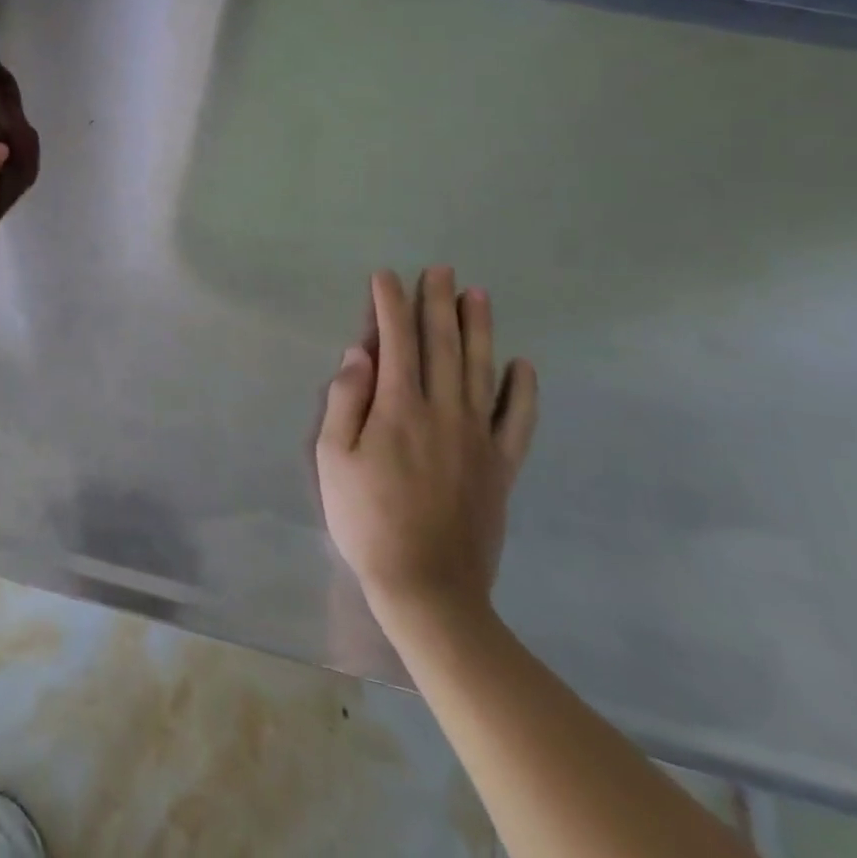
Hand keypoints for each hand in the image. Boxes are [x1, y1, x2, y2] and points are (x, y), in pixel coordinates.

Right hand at [316, 267, 538, 641]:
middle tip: (440, 270)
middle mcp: (442, 412)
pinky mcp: (500, 467)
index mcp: (397, 408)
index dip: (389, 305)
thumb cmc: (366, 520)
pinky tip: (523, 365)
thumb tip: (358, 354)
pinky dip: (522, 391)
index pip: (395, 341)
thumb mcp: (333, 459)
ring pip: (482, 371)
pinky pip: (518, 421)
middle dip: (438, 303)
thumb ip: (345, 401)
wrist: (428, 588)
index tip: (387, 276)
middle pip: (442, 345)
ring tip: (478, 295)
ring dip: (479, 329)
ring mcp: (477, 439)